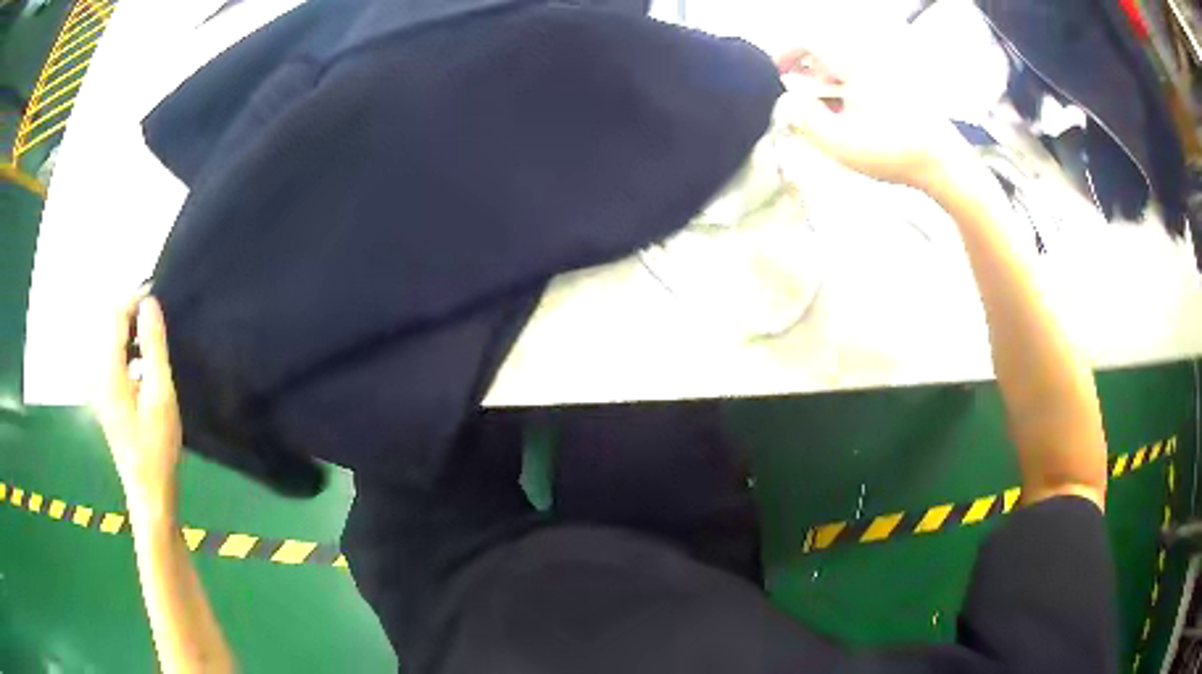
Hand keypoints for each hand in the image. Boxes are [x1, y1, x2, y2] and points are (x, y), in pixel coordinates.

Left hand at [93, 290, 181, 511]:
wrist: (148, 491)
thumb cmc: (157, 447)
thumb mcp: (160, 394)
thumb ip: (153, 346)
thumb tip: (150, 304)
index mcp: (107, 371)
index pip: (115, 315)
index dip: (135, 299)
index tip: (159, 296)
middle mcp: (95, 373)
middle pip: (108, 323)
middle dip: (132, 312)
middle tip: (158, 316)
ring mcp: (96, 386)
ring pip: (108, 339)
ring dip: (129, 330)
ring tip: (153, 337)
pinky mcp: (101, 396)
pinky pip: (109, 356)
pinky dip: (125, 348)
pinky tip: (141, 363)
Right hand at [775, 48, 967, 191]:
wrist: (943, 164)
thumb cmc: (895, 152)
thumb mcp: (838, 142)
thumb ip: (804, 119)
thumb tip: (793, 103)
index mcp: (853, 63)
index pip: (808, 41)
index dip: (786, 55)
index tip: (777, 74)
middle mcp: (871, 60)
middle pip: (828, 58)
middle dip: (811, 80)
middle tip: (807, 107)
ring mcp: (889, 73)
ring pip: (847, 71)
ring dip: (833, 90)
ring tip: (835, 122)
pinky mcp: (902, 88)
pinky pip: (865, 82)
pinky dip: (853, 96)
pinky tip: (858, 122)